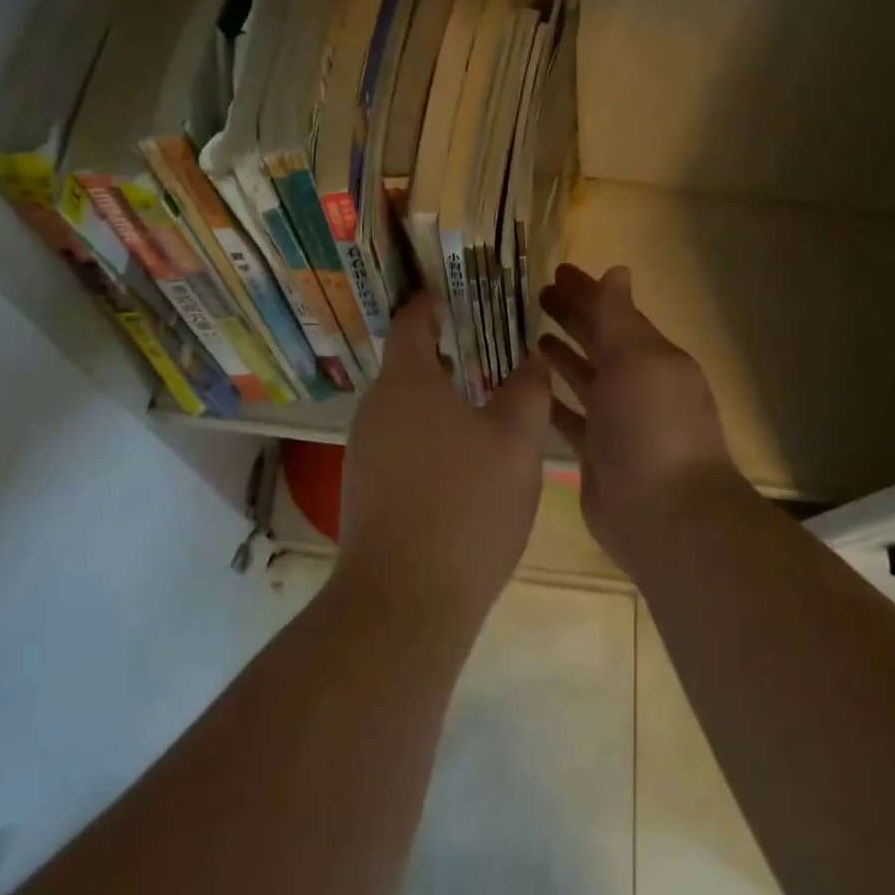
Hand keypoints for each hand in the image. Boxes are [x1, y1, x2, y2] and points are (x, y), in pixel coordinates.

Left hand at [336, 294, 550, 630]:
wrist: (404, 600)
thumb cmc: (466, 506)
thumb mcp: (516, 442)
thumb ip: (528, 390)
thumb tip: (532, 359)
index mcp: (406, 382)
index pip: (412, 322)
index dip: (433, 303)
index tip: (458, 295)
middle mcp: (374, 408)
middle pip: (409, 365)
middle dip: (447, 354)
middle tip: (491, 353)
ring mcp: (362, 450)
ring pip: (405, 407)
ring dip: (440, 399)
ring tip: (483, 407)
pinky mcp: (363, 488)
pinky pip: (399, 442)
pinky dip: (428, 436)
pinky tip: (460, 464)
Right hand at [538, 264, 740, 566]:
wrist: (664, 514)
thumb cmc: (652, 425)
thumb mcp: (637, 359)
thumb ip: (619, 316)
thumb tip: (617, 271)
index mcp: (652, 358)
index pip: (616, 314)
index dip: (588, 292)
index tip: (555, 272)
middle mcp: (636, 386)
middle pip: (599, 343)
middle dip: (572, 318)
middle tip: (535, 297)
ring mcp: (616, 422)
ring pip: (583, 378)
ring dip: (561, 356)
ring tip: (528, 336)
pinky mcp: (595, 454)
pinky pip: (569, 417)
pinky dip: (551, 400)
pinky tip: (526, 386)